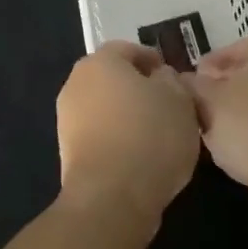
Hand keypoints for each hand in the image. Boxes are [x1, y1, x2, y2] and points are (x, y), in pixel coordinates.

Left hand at [56, 42, 201, 224]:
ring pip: (105, 108)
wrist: (111, 198)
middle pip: (113, 79)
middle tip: (168, 107)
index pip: (129, 50)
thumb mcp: (179, 100)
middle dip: (139, 89)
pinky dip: (118, 140)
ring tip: (157, 136)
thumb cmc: (150, 136)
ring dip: (127, 115)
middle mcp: (77, 83)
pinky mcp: (68, 152)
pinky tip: (140, 158)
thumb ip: (171, 80)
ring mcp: (67, 119)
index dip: (154, 61)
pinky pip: (100, 135)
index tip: (174, 79)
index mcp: (101, 61)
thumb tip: (160, 78)